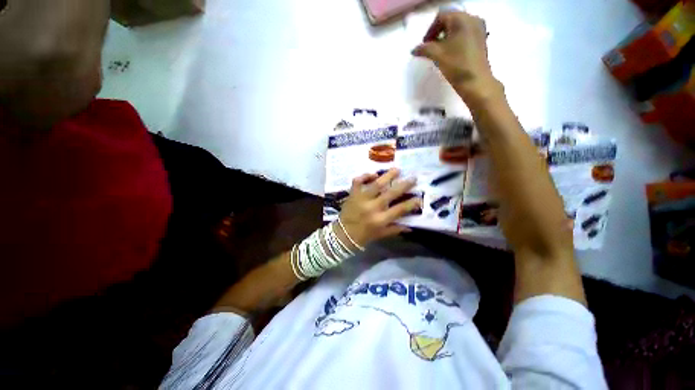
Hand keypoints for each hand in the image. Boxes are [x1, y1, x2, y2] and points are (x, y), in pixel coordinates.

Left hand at [339, 169, 421, 246]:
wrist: (342, 234)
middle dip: (403, 185)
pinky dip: (364, 176)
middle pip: (390, 193)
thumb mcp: (381, 234)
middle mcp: (372, 208)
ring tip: (396, 170)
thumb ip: (395, 229)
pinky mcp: (352, 194)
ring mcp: (361, 199)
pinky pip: (358, 181)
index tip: (420, 197)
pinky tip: (372, 174)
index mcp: (380, 219)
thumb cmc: (363, 236)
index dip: (411, 203)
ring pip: (376, 184)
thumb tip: (410, 227)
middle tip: (412, 178)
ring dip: (387, 176)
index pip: (400, 209)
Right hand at [411, 10, 500, 104]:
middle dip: (438, 33)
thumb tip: (414, 50)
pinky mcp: (481, 39)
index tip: (424, 45)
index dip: (430, 30)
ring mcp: (479, 28)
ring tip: (439, 52)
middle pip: (450, 20)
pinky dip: (455, 40)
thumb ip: (424, 49)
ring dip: (446, 37)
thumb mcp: (437, 55)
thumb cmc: (456, 65)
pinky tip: (450, 53)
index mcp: (462, 19)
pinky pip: (465, 33)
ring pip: (458, 27)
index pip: (441, 16)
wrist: (475, 82)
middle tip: (430, 48)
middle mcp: (472, 18)